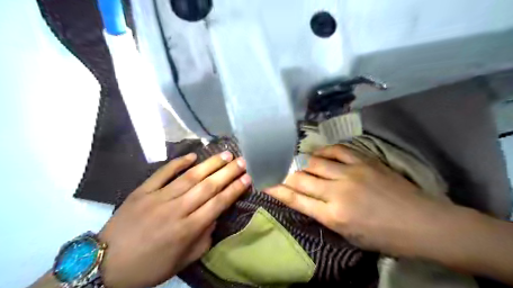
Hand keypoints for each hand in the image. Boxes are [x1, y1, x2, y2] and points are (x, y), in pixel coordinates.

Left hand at [97, 152, 251, 286]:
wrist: (105, 264)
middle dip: (228, 172)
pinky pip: (163, 173)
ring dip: (210, 164)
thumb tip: (215, 217)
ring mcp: (158, 198)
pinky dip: (179, 162)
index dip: (234, 189)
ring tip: (225, 154)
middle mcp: (177, 210)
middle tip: (241, 161)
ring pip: (190, 176)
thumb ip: (203, 239)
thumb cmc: (149, 266)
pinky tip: (193, 156)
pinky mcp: (143, 191)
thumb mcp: (182, 261)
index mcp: (187, 229)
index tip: (247, 178)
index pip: (218, 203)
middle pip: (208, 186)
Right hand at [266, 145, 446, 254]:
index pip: (295, 198)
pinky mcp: (364, 161)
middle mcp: (337, 191)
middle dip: (284, 173)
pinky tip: (319, 153)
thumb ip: (323, 215)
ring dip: (302, 161)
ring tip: (296, 161)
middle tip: (275, 168)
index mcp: (333, 215)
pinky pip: (336, 150)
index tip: (264, 181)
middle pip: (300, 178)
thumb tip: (305, 199)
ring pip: (315, 162)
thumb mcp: (348, 234)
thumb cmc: (384, 236)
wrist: (421, 223)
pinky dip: (324, 151)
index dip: (276, 189)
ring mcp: (351, 173)